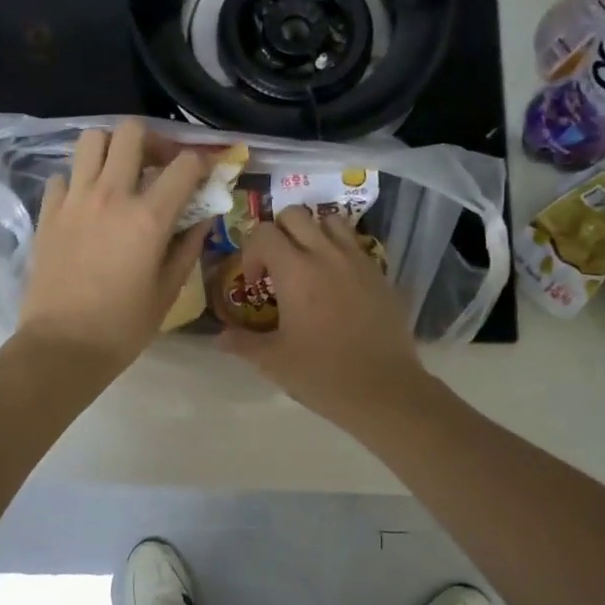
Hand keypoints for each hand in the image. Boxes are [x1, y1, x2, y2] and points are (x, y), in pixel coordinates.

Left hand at [15, 120, 207, 375]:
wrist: (62, 347)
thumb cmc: (123, 326)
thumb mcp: (169, 289)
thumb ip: (188, 246)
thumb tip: (202, 217)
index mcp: (148, 217)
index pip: (184, 165)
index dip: (201, 162)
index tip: (205, 174)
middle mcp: (111, 195)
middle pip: (132, 132)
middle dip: (153, 141)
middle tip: (158, 166)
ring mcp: (74, 200)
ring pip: (91, 140)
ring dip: (112, 149)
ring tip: (120, 175)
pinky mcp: (48, 213)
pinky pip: (63, 175)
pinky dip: (78, 180)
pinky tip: (87, 204)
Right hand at [222, 207, 430, 427]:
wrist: (384, 390)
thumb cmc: (322, 374)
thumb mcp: (273, 361)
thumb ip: (242, 343)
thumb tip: (219, 337)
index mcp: (295, 271)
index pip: (263, 232)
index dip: (251, 252)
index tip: (255, 284)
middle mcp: (327, 254)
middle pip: (295, 215)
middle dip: (278, 233)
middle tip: (277, 266)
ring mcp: (358, 261)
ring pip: (330, 221)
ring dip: (312, 233)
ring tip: (308, 264)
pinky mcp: (380, 274)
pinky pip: (355, 245)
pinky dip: (340, 251)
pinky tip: (337, 284)